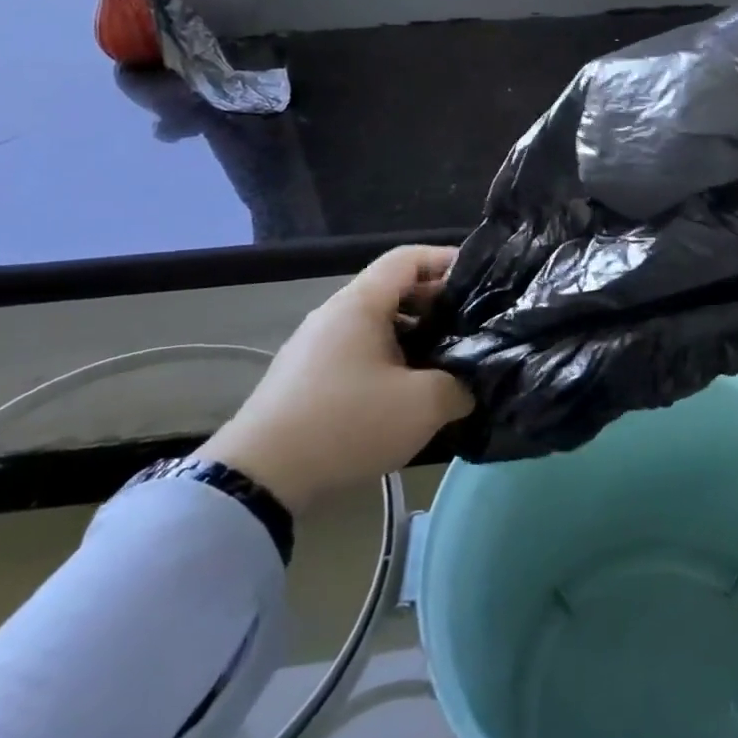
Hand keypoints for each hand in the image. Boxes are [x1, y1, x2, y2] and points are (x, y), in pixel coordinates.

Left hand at [196, 246, 473, 511]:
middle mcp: (334, 315)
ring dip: (413, 336)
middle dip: (435, 303)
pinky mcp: (304, 379)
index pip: (408, 258)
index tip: (479, 279)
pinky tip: (405, 393)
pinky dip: (388, 359)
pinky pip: (357, 352)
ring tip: (444, 362)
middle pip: (393, 290)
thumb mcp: (422, 404)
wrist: (258, 480)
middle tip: (469, 325)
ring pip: (375, 324)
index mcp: (360, 304)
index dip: (446, 260)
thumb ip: (458, 385)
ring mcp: (315, 347)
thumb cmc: (347, 423)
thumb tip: (467, 385)